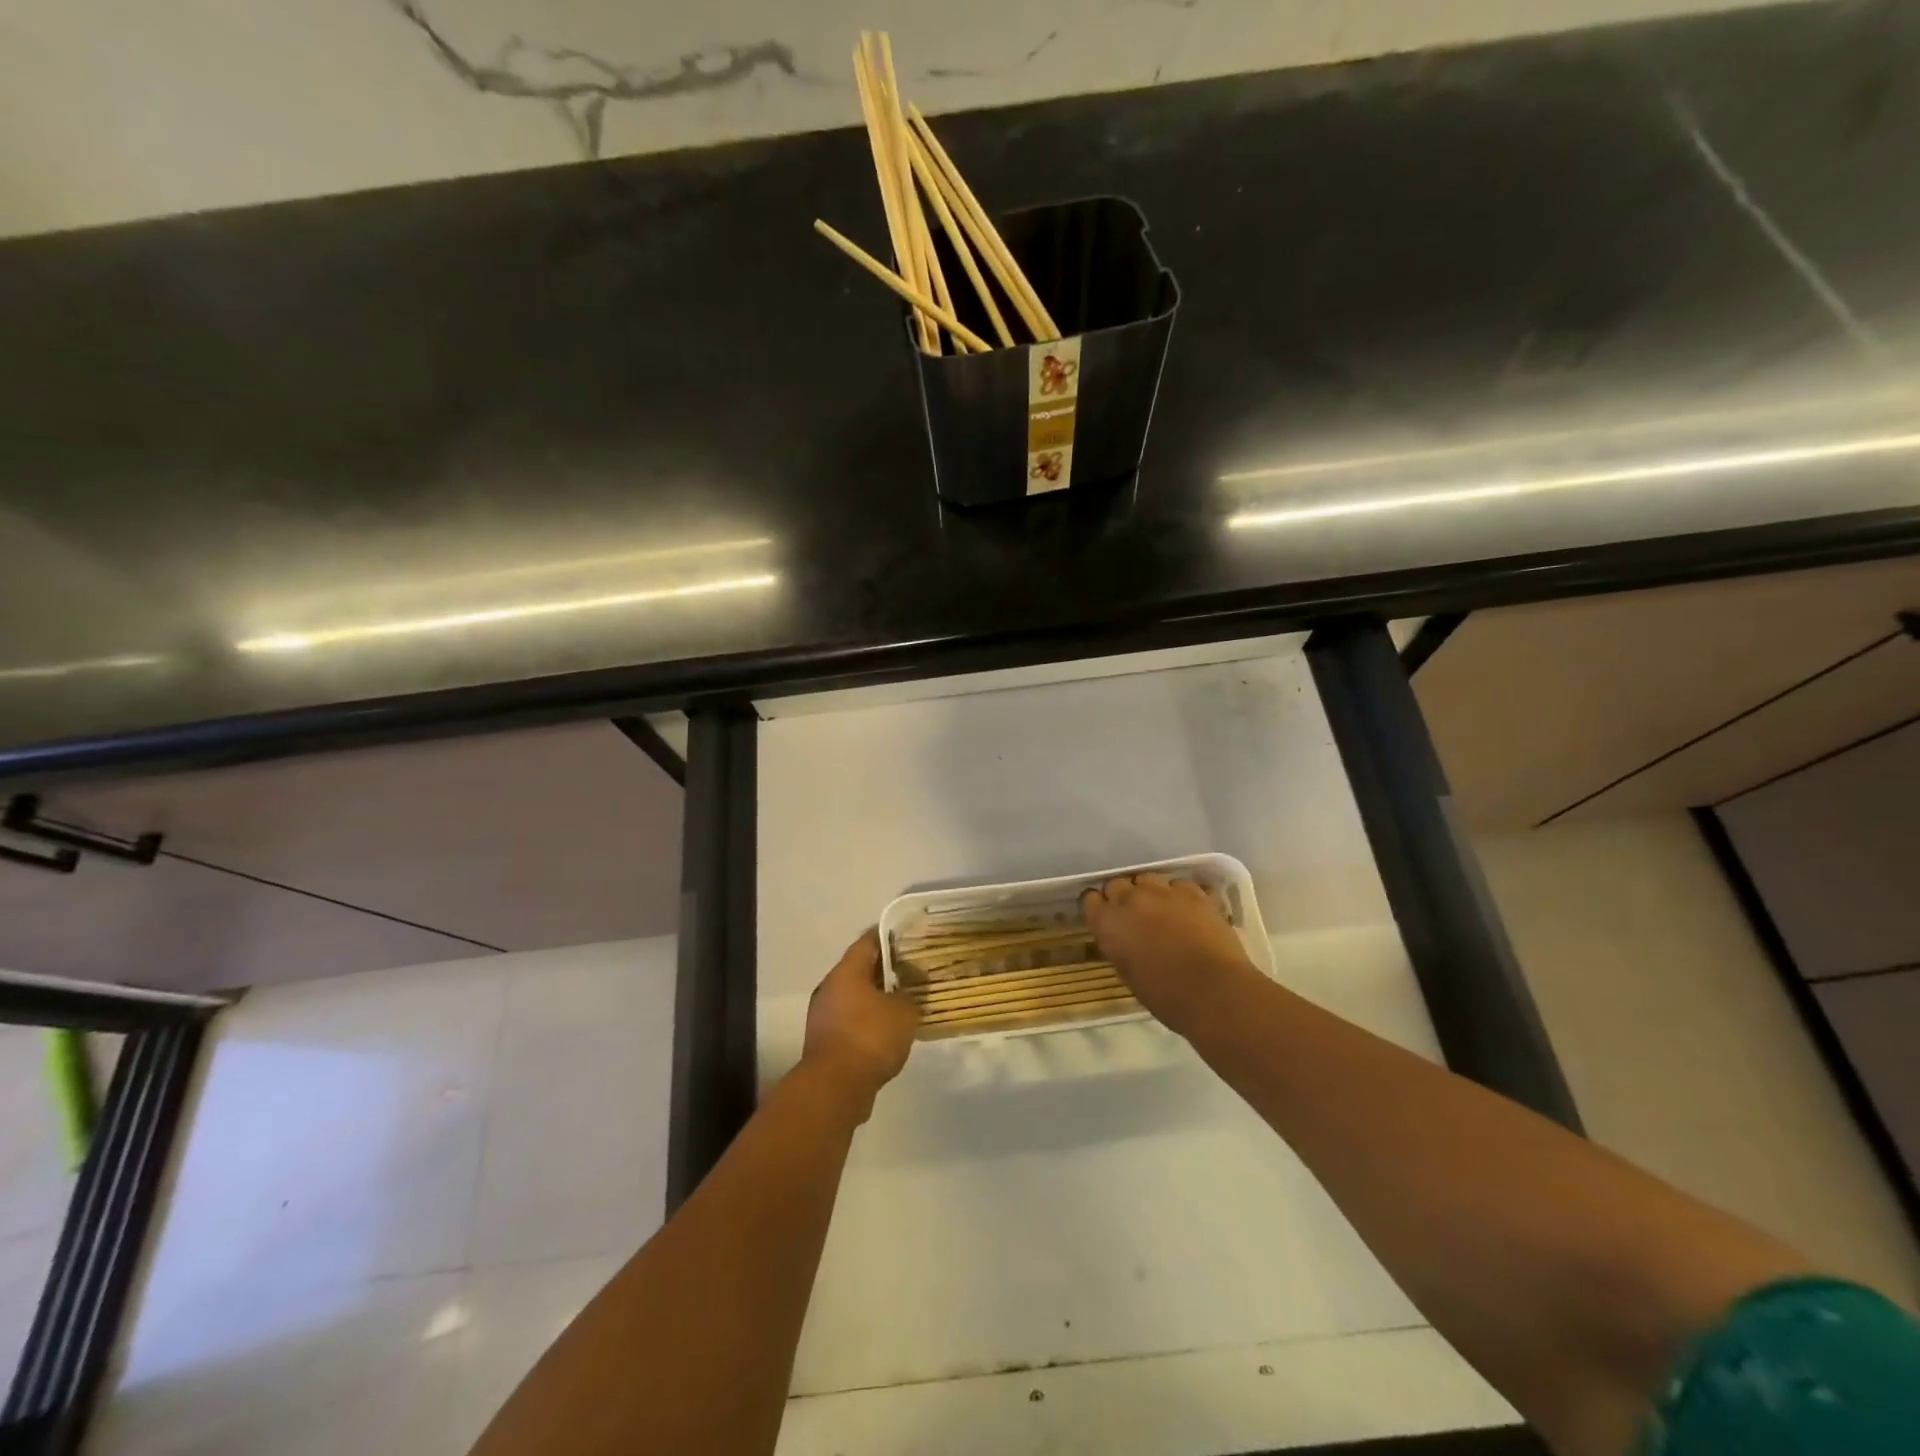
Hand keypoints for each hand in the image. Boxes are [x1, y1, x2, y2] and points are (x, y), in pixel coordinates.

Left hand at [801, 929, 919, 1115]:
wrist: (835, 1087)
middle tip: (910, 972)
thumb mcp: (904, 1012)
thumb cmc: (870, 1037)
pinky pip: (850, 1020)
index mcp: (846, 971)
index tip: (907, 938)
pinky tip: (887, 1031)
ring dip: (875, 998)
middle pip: (859, 969)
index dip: (888, 937)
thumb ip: (909, 994)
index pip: (867, 941)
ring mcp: (823, 1015)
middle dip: (884, 970)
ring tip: (902, 1003)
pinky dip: (867, 1021)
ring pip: (854, 996)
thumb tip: (908, 989)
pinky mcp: (824, 1041)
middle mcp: (829, 987)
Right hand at [1082, 874, 1259, 1036]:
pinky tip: (1189, 911)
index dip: (1098, 908)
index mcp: (1108, 922)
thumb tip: (1125, 938)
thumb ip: (1120, 946)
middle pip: (1117, 884)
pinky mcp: (1194, 892)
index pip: (1090, 899)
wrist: (1214, 991)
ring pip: (1148, 879)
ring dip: (1150, 892)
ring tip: (1161, 910)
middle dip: (1122, 897)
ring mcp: (1164, 891)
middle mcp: (1131, 899)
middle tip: (1134, 917)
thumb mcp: (1128, 974)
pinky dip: (1181, 895)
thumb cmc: (1166, 995)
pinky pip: (1180, 885)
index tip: (1105, 918)